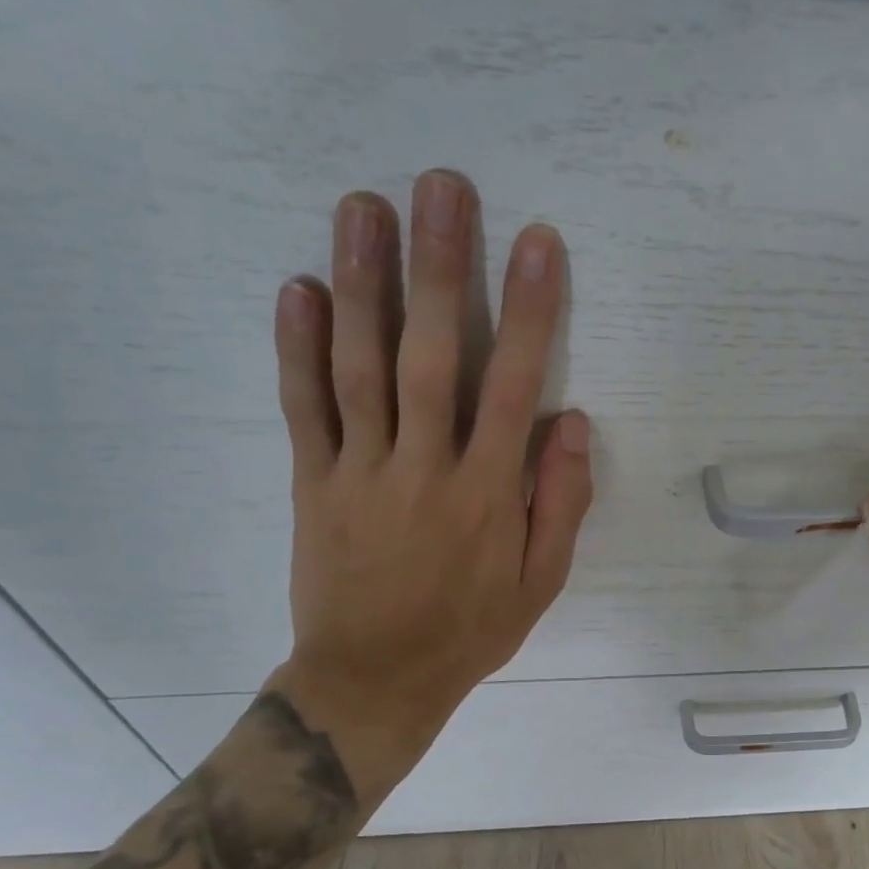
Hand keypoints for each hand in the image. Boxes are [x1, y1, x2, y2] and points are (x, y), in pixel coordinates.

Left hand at [265, 173, 592, 794]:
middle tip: (439, 187)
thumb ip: (560, 503)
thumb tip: (571, 423)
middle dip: (438, 268)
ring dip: (363, 284)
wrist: (373, 681)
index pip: (512, 386)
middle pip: (430, 355)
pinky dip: (297, 348)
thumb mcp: (540, 583)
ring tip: (362, 207)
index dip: (527, 311)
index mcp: (487, 493)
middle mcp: (424, 468)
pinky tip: (298, 288)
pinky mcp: (312, 484)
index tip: (536, 243)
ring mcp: (360, 472)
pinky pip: (303, 410)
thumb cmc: (469, 630)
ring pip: (360, 367)